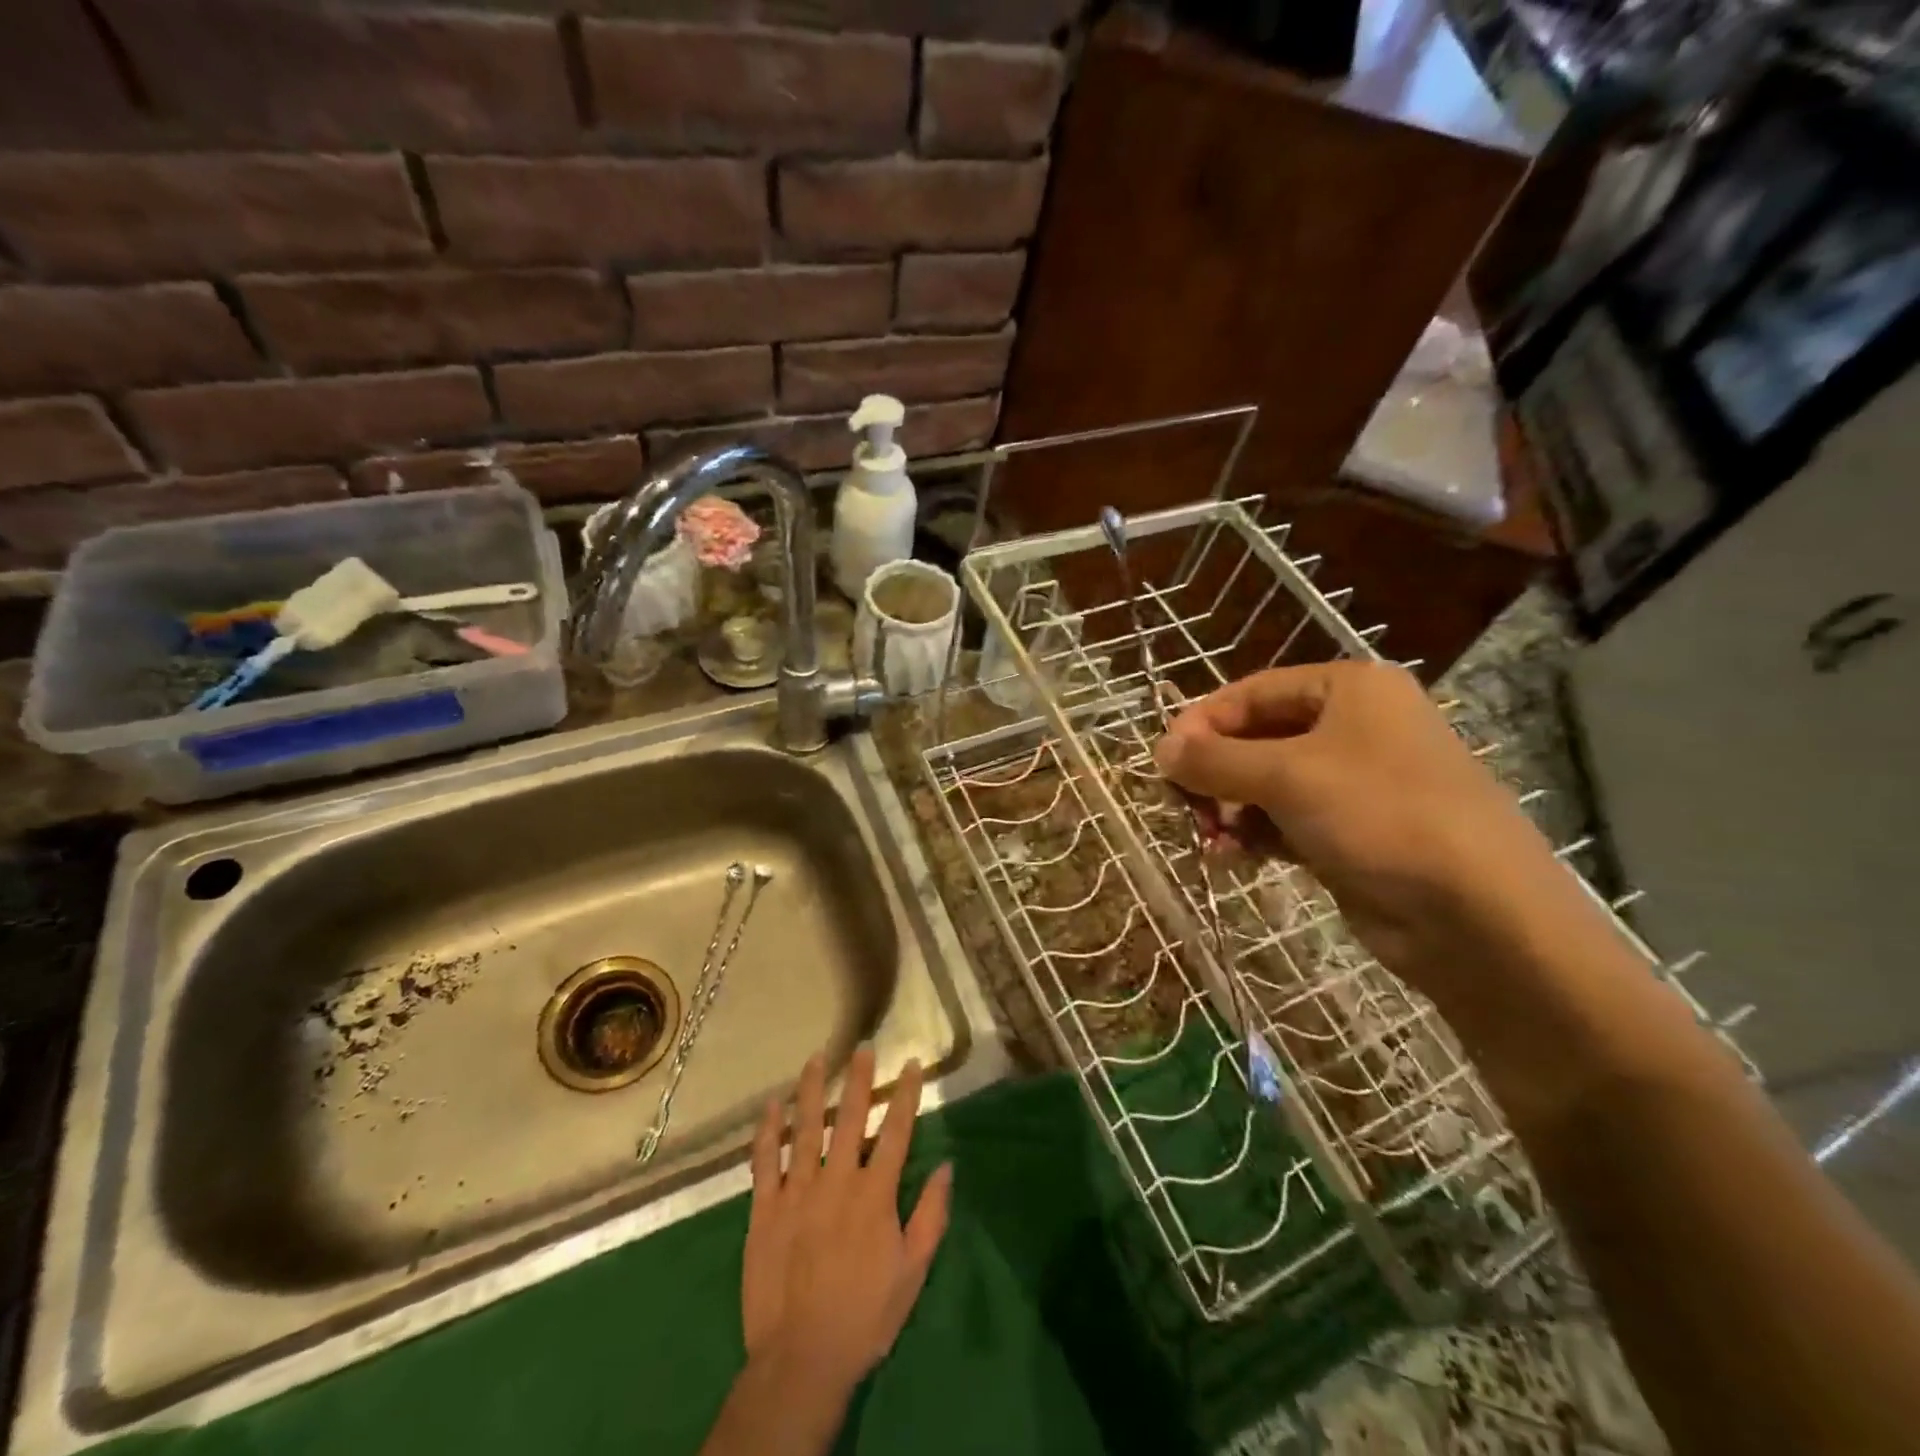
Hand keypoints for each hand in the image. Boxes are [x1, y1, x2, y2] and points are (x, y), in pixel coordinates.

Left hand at [741, 1048, 949, 1397]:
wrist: (801, 1360)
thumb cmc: (865, 1315)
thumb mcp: (912, 1271)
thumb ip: (931, 1215)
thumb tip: (947, 1166)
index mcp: (874, 1195)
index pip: (895, 1132)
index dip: (904, 1095)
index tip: (910, 1064)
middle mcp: (837, 1181)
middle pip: (849, 1118)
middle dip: (858, 1079)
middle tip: (862, 1047)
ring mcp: (797, 1192)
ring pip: (805, 1129)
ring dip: (812, 1090)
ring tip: (816, 1058)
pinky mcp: (764, 1210)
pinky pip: (765, 1161)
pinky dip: (768, 1131)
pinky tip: (772, 1105)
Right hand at [1155, 662, 1573, 990]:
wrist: (1477, 915)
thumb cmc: (1380, 815)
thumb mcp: (1287, 776)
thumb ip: (1215, 759)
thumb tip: (1160, 749)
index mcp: (1348, 690)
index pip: (1252, 692)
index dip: (1202, 723)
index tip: (1162, 761)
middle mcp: (1353, 728)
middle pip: (1257, 739)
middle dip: (1215, 774)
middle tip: (1182, 807)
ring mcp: (1355, 784)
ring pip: (1267, 785)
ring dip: (1230, 810)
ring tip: (1209, 841)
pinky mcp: (1352, 834)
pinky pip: (1285, 822)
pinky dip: (1254, 836)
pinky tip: (1232, 858)